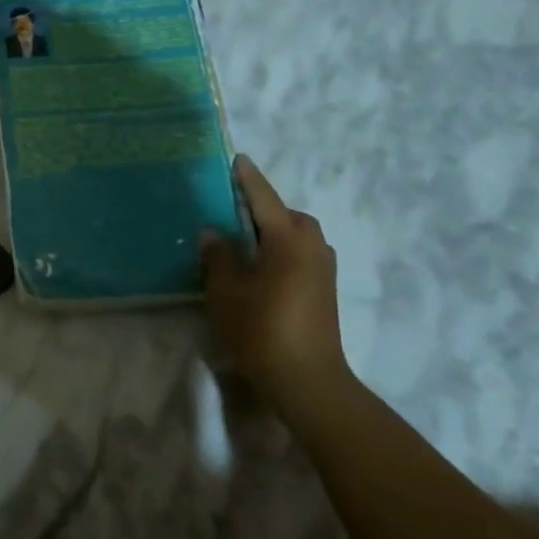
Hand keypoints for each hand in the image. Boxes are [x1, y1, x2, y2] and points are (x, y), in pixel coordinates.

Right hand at [201, 156, 348, 396]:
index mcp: (288, 239)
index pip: (264, 199)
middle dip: (263, 208)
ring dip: (274, 230)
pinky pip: (301, 253)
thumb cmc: (261, 329)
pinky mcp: (325, 289)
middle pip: (287, 215)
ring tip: (244, 240)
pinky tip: (262, 266)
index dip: (248, 179)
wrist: (306, 379)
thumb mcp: (227, 291)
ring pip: (297, 235)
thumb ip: (219, 256)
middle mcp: (312, 246)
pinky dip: (282, 249)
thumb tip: (213, 232)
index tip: (237, 159)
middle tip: (232, 211)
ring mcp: (323, 269)